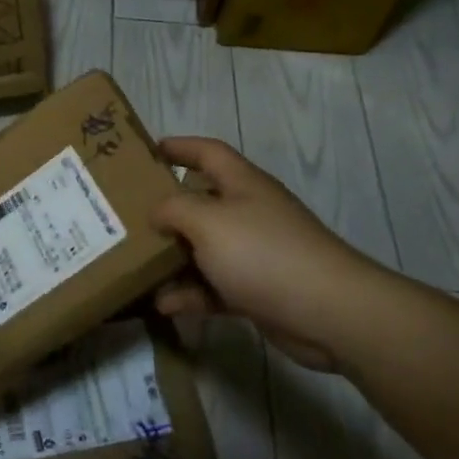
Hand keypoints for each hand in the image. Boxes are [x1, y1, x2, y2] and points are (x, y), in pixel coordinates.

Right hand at [151, 137, 376, 371]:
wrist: (328, 311)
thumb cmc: (262, 253)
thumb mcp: (207, 221)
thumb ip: (173, 209)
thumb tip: (157, 213)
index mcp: (242, 184)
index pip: (208, 152)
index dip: (179, 146)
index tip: (146, 152)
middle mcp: (249, 212)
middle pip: (202, 202)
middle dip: (167, 209)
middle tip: (130, 217)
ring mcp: (255, 253)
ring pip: (205, 248)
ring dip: (174, 258)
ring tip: (137, 266)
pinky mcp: (257, 289)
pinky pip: (214, 287)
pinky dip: (191, 294)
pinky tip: (163, 304)